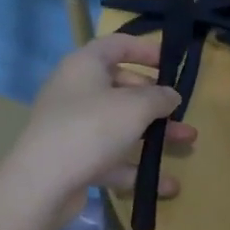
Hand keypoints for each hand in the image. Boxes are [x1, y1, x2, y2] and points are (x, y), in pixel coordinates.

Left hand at [4, 33, 197, 224]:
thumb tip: (171, 95)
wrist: (42, 184)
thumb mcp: (135, 107)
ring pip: (119, 124)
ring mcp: (73, 126)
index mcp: (85, 65)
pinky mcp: (73, 158)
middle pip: (121, 87)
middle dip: (155, 100)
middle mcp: (76, 90)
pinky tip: (167, 184)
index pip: (117, 45)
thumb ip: (159, 97)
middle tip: (180, 110)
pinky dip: (137, 167)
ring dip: (154, 133)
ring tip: (188, 141)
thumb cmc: (91, 128)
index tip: (171, 64)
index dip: (145, 50)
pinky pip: (111, 157)